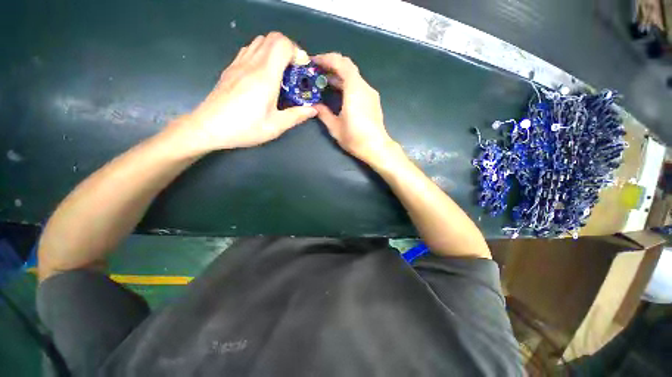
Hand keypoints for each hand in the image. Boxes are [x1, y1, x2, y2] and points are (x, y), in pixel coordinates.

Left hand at [179, 32, 316, 151]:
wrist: (209, 127)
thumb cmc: (244, 128)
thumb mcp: (275, 126)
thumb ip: (296, 116)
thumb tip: (313, 109)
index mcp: (265, 76)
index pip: (282, 44)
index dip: (297, 52)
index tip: (301, 70)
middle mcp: (252, 64)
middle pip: (272, 37)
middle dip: (288, 49)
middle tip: (294, 71)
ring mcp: (238, 63)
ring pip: (260, 41)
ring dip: (274, 50)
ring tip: (280, 73)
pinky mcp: (231, 68)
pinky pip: (249, 50)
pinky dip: (261, 54)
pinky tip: (263, 75)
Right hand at [312, 53, 396, 164]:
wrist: (376, 147)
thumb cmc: (355, 138)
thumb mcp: (335, 127)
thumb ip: (323, 113)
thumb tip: (315, 105)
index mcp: (354, 90)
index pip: (341, 63)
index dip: (326, 59)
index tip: (313, 62)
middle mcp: (364, 87)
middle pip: (348, 67)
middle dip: (331, 65)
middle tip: (317, 71)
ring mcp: (370, 93)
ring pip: (353, 76)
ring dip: (339, 76)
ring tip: (324, 82)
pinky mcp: (373, 100)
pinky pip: (358, 85)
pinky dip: (346, 84)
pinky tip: (338, 93)